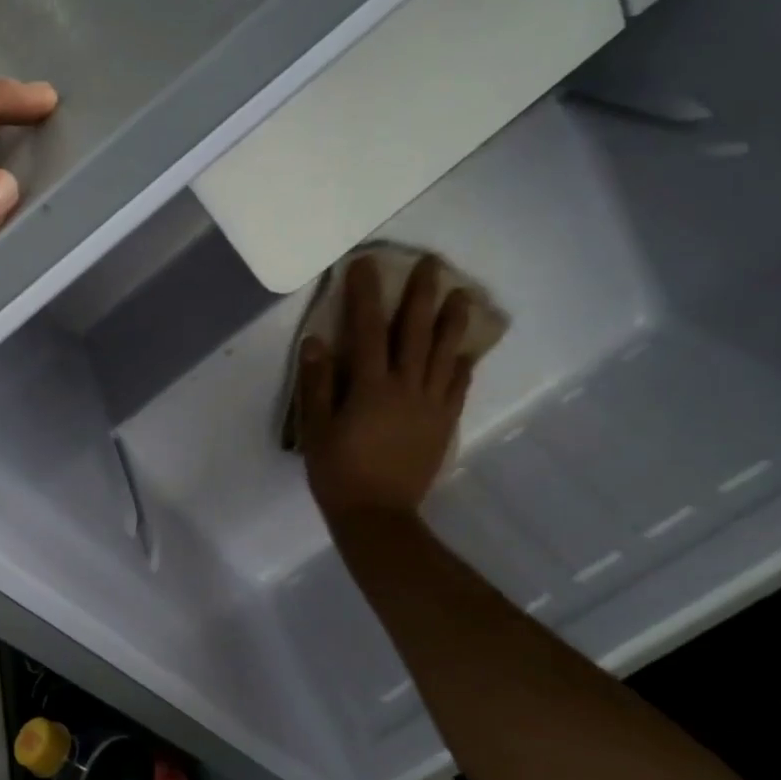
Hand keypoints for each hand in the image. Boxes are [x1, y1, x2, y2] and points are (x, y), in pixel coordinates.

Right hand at [296, 254, 476, 521]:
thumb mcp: (316, 428)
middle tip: (431, 264)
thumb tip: (316, 340)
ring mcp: (430, 404)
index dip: (365, 294)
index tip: (366, 264)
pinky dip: (460, 365)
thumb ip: (317, 383)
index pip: (368, 329)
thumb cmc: (338, 472)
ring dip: (452, 321)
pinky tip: (464, 351)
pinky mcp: (443, 423)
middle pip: (415, 331)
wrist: (377, 516)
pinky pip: (457, 387)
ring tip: (462, 295)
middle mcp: (405, 386)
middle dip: (421, 294)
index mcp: (370, 386)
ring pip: (444, 353)